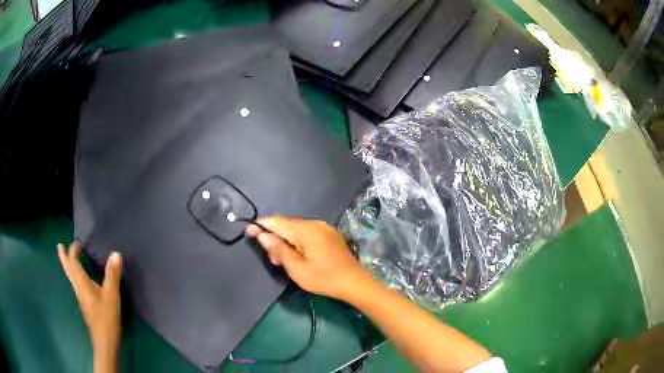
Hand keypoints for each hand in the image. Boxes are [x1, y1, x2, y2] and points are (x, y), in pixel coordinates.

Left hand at [58, 242, 121, 372]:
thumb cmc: (106, 319)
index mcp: (82, 284)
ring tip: (68, 258)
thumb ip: (112, 275)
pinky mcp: (86, 305)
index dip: (74, 250)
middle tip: (59, 246)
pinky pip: (77, 284)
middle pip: (68, 270)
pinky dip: (76, 275)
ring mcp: (81, 298)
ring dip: (69, 266)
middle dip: (64, 257)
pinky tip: (82, 279)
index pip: (73, 262)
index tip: (80, 242)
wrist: (104, 343)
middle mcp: (78, 288)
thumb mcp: (111, 297)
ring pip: (72, 277)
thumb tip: (115, 253)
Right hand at [246, 216, 368, 300]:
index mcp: (305, 230)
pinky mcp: (329, 234)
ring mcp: (323, 228)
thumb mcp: (297, 268)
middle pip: (286, 225)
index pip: (276, 221)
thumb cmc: (324, 278)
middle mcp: (314, 223)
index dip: (260, 225)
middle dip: (274, 238)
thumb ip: (278, 249)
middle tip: (273, 260)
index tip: (248, 232)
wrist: (354, 283)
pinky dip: (297, 242)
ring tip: (285, 261)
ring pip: (296, 229)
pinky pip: (307, 233)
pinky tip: (298, 256)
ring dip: (286, 242)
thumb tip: (261, 234)